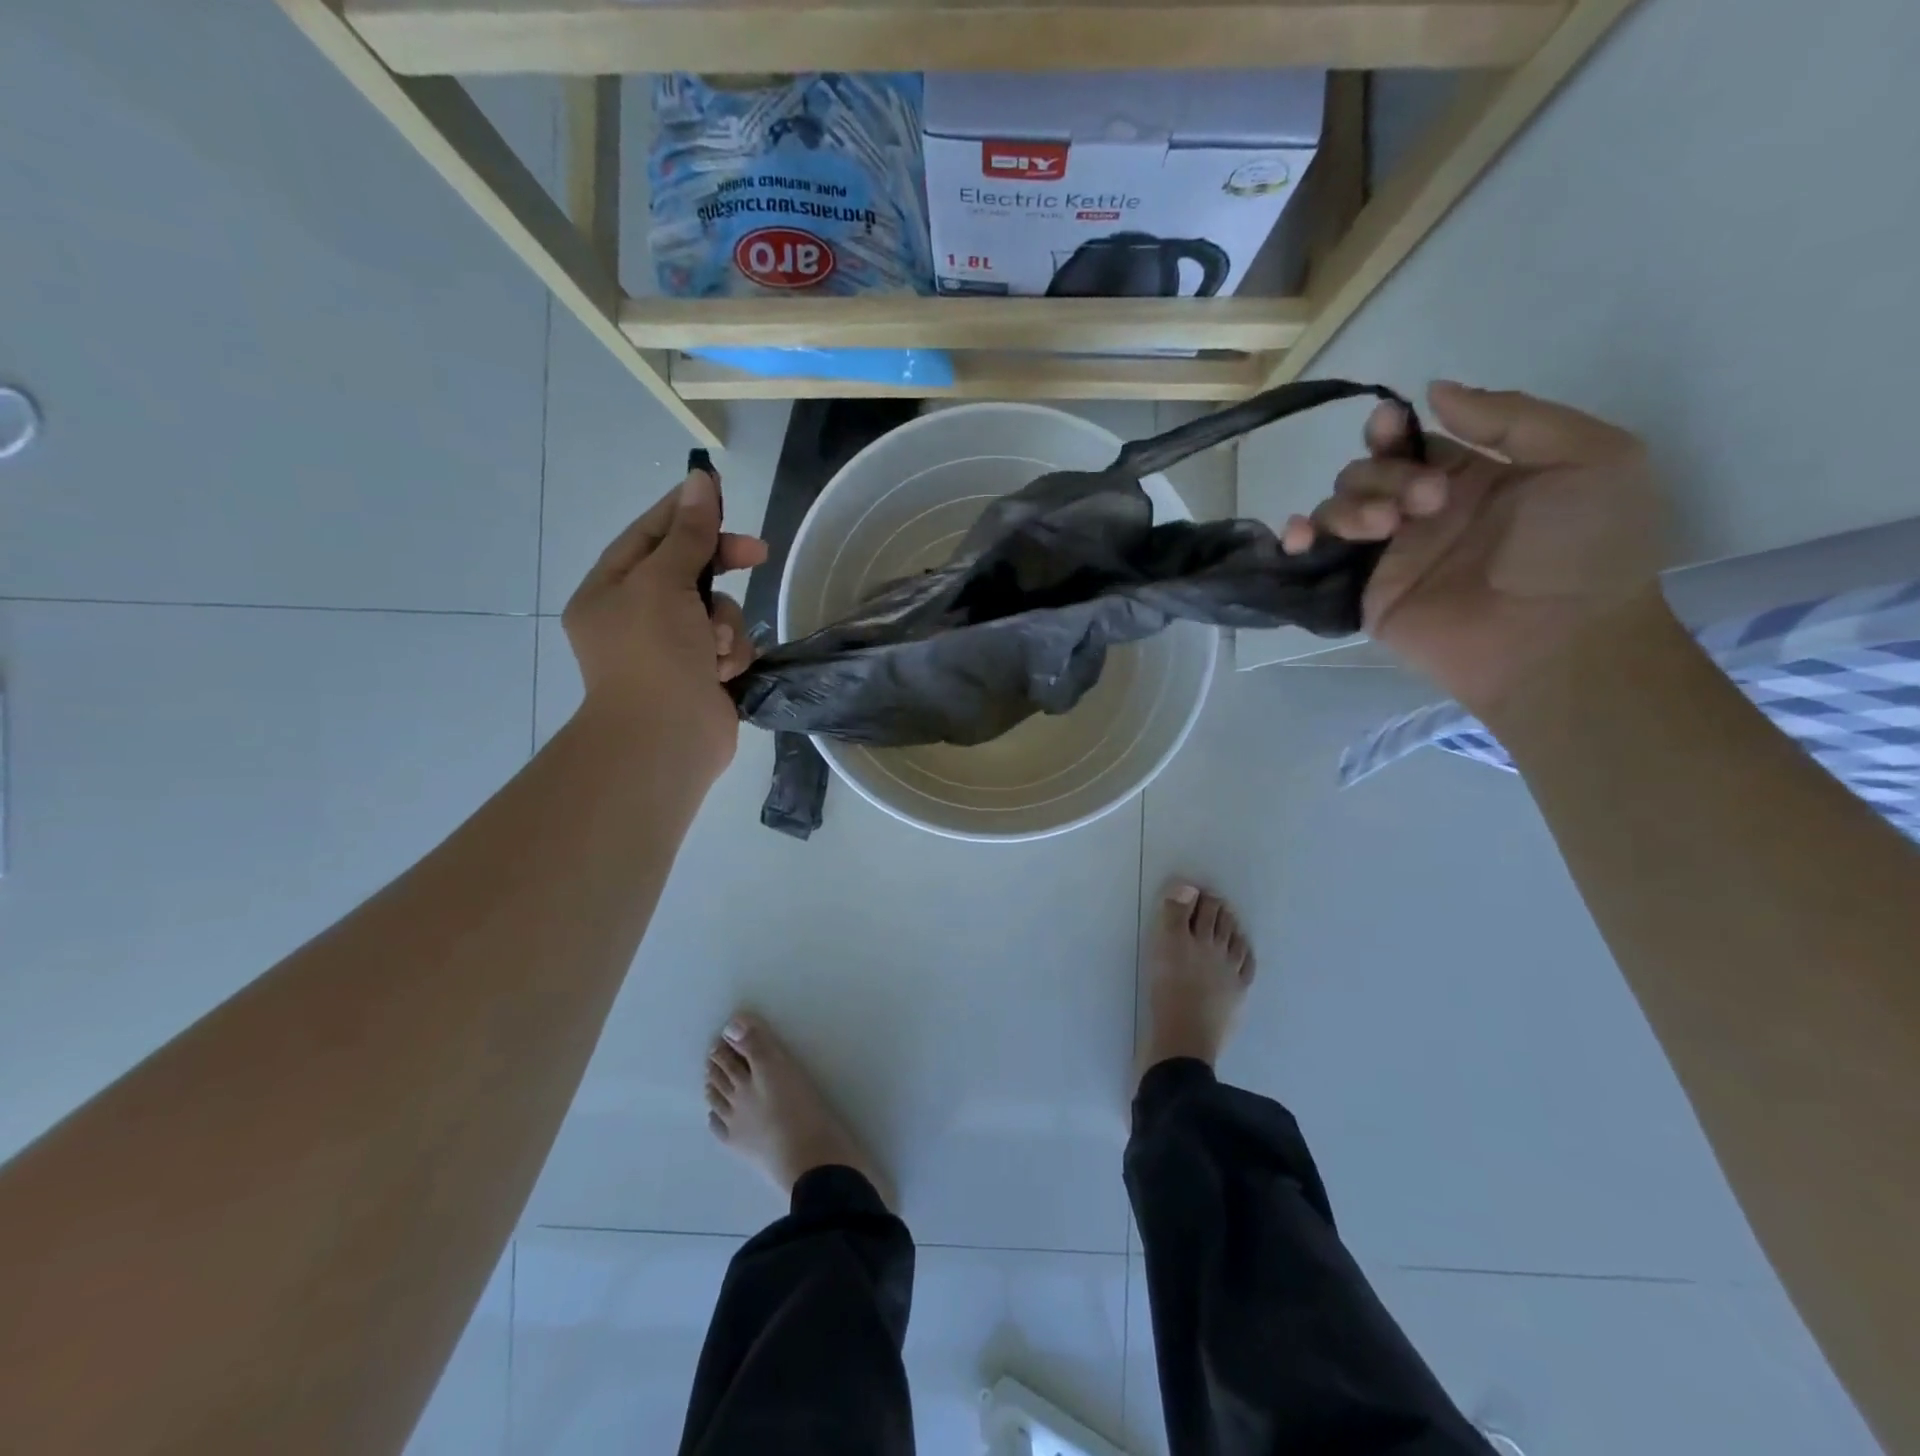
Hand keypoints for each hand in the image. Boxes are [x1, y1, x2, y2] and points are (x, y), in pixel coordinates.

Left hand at [563, 470, 767, 777]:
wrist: (666, 740)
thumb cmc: (654, 653)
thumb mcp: (665, 582)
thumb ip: (688, 534)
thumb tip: (699, 480)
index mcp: (610, 590)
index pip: (649, 535)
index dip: (685, 512)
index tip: (721, 493)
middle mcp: (636, 617)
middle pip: (688, 571)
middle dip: (720, 567)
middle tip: (758, 553)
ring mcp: (669, 650)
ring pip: (716, 612)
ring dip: (724, 625)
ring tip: (716, 649)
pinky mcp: (700, 676)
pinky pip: (727, 646)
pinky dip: (730, 655)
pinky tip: (722, 673)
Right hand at [1282, 381, 1663, 715]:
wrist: (1558, 640)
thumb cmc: (1587, 548)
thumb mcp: (1591, 457)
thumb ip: (1513, 417)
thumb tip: (1431, 392)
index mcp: (1475, 477)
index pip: (1413, 442)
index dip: (1391, 430)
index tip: (1389, 427)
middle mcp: (1425, 513)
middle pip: (1369, 471)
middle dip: (1384, 474)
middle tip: (1426, 503)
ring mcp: (1392, 555)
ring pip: (1338, 507)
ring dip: (1350, 504)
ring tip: (1384, 529)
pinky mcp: (1366, 593)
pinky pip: (1318, 560)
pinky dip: (1297, 539)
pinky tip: (1298, 537)